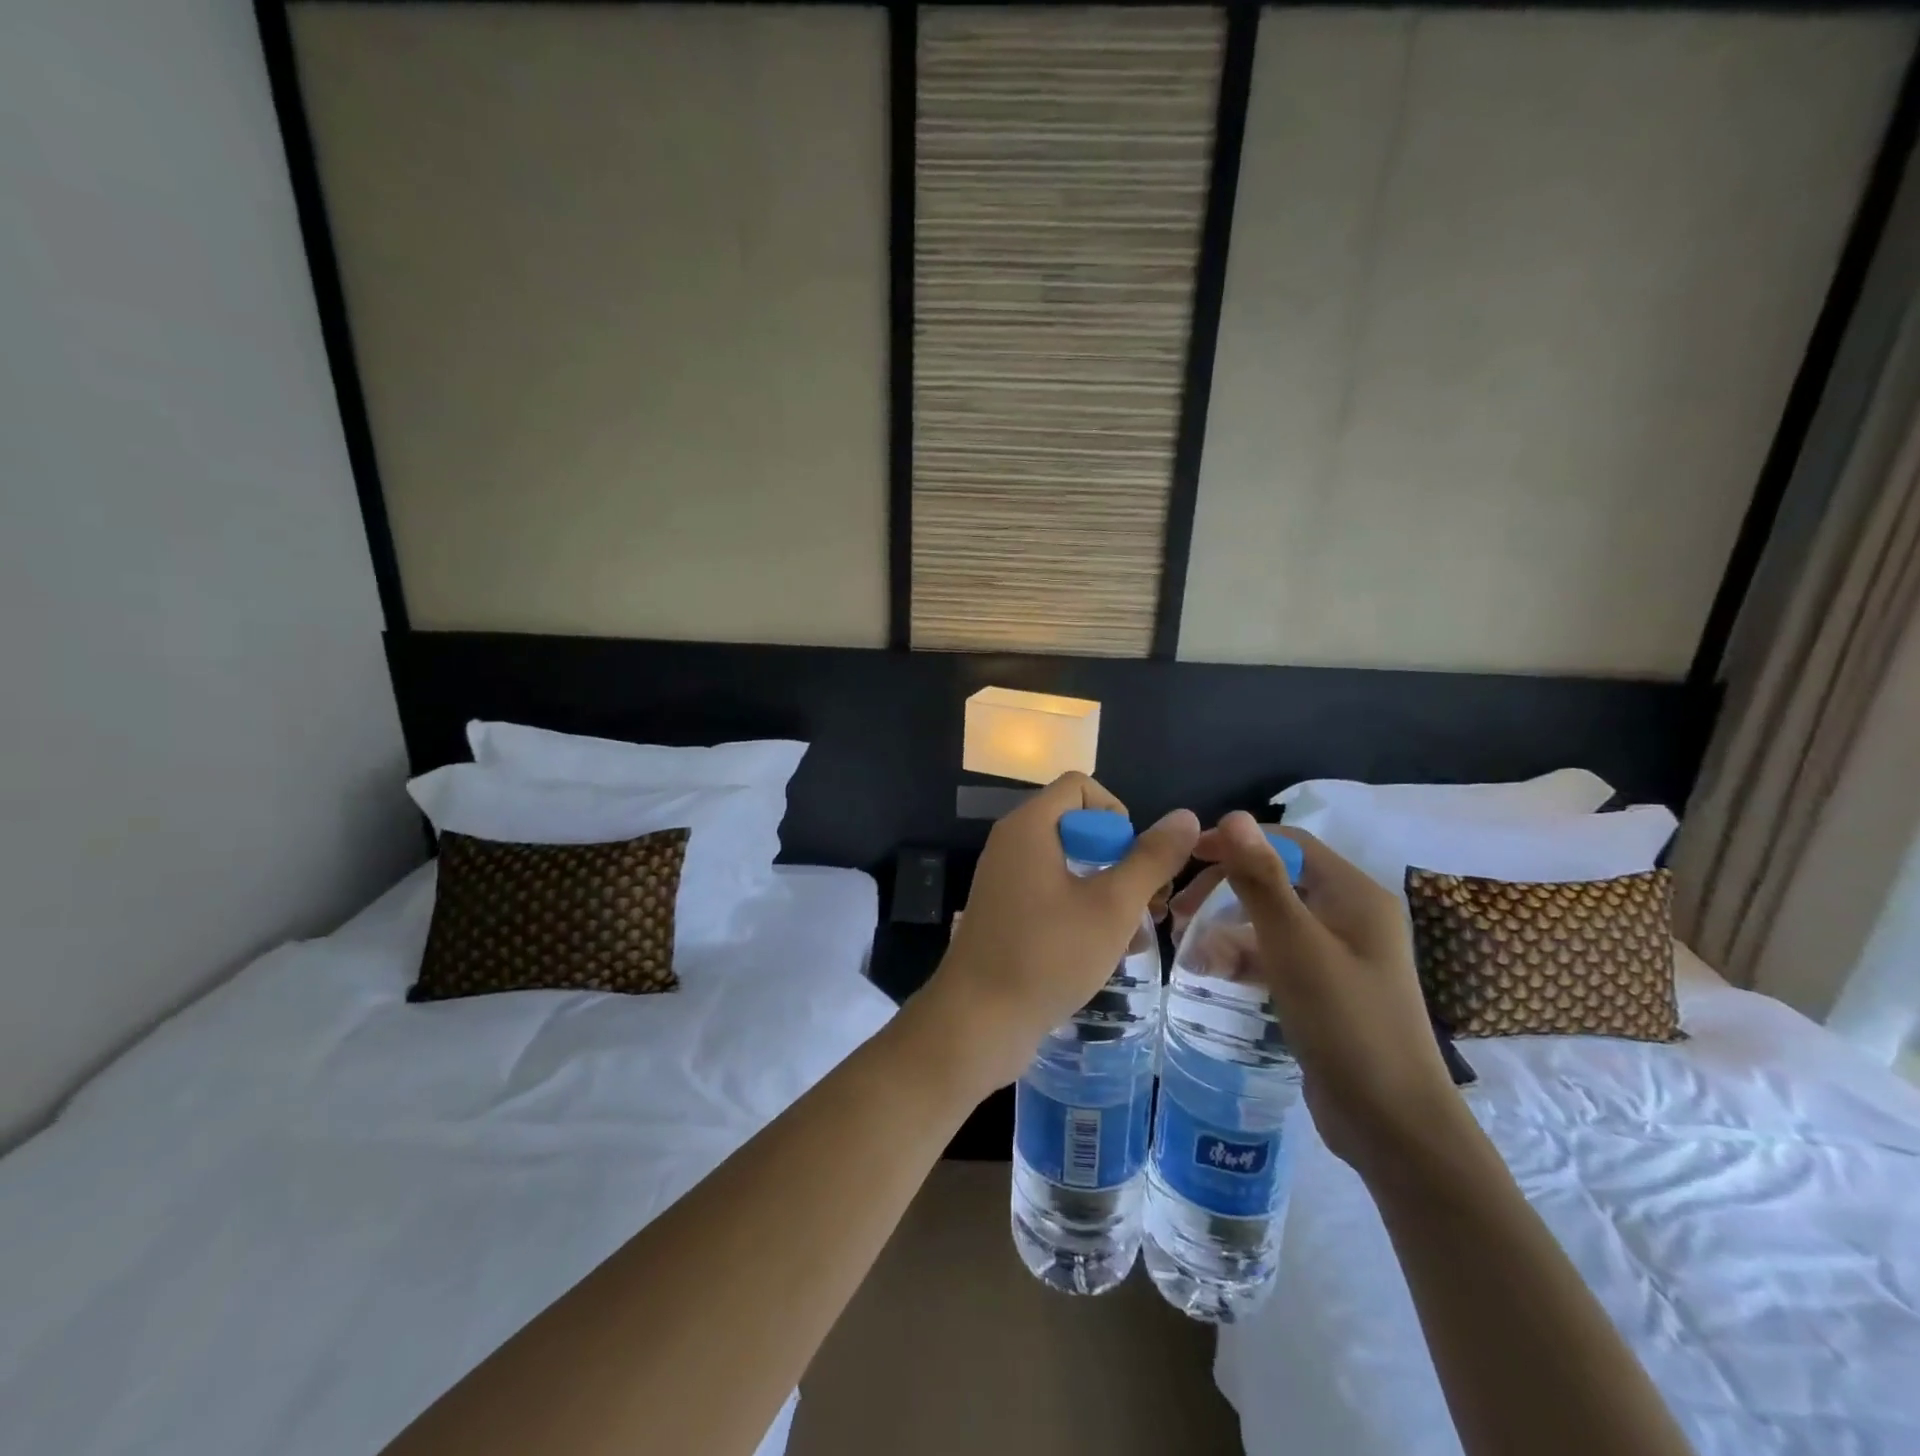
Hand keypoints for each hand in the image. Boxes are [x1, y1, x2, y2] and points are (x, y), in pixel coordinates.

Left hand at [916, 774, 1198, 1095]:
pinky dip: (1081, 909)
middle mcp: (1011, 843)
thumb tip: (1186, 817)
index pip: (1079, 786)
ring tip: (1135, 933)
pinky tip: (1106, 950)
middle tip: (1147, 904)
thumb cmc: (1048, 955)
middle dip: (1119, 859)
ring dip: (1107, 890)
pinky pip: (1051, 891)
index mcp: (1029, 827)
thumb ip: (1151, 859)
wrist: (978, 1021)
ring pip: (1069, 864)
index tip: (1132, 860)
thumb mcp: (1112, 906)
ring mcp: (1005, 879)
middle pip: (1077, 825)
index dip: (1116, 814)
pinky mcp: (1005, 912)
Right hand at [1170, 812, 1460, 1176]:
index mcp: (1354, 894)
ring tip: (1187, 952)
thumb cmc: (1345, 1022)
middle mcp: (1350, 915)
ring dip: (1226, 930)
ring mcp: (1340, 954)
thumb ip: (1261, 879)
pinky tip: (1211, 975)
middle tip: (1178, 913)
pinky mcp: (1327, 988)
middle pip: (1276, 880)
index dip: (1235, 843)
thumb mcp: (1293, 944)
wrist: (1393, 1124)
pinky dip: (1244, 959)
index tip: (1185, 858)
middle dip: (1224, 891)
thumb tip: (1233, 816)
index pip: (1287, 843)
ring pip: (1271, 922)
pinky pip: (1277, 956)